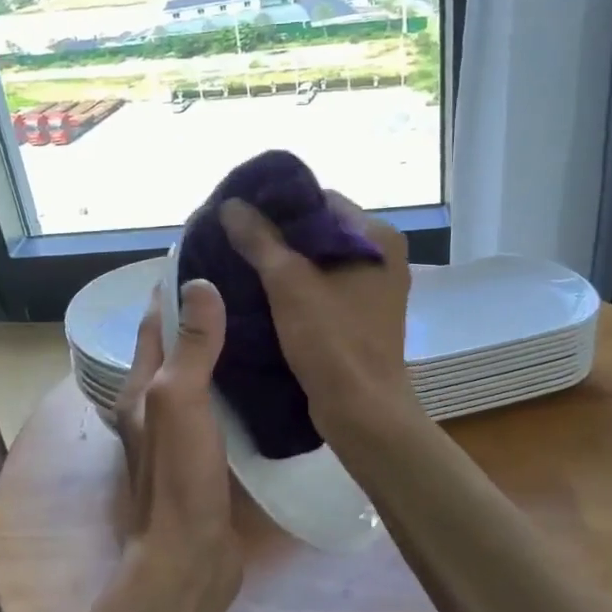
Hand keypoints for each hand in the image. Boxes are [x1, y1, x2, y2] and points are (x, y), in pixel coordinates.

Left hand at [113, 280, 240, 609]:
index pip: (154, 324)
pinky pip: (222, 407)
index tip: (204, 256)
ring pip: (202, 377)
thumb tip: (198, 286)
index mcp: (141, 388)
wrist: (190, 558)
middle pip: (177, 348)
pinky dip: (238, 386)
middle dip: (202, 314)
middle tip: (245, 284)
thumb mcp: (180, 401)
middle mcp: (156, 406)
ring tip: (262, 320)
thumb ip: (190, 347)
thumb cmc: (179, 477)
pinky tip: (268, 377)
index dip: (172, 289)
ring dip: (222, 350)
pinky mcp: (208, 455)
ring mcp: (182, 433)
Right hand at [218, 194, 419, 446]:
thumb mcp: (289, 284)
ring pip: (318, 262)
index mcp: (376, 237)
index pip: (321, 200)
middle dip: (277, 235)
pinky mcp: (360, 316)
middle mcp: (381, 256)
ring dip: (283, 263)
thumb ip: (260, 240)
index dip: (279, 204)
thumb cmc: (332, 341)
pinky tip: (260, 292)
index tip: (240, 213)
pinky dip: (295, 287)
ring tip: (239, 262)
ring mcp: (373, 288)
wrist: (362, 411)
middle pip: (318, 231)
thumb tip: (231, 205)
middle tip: (234, 239)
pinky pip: (322, 288)